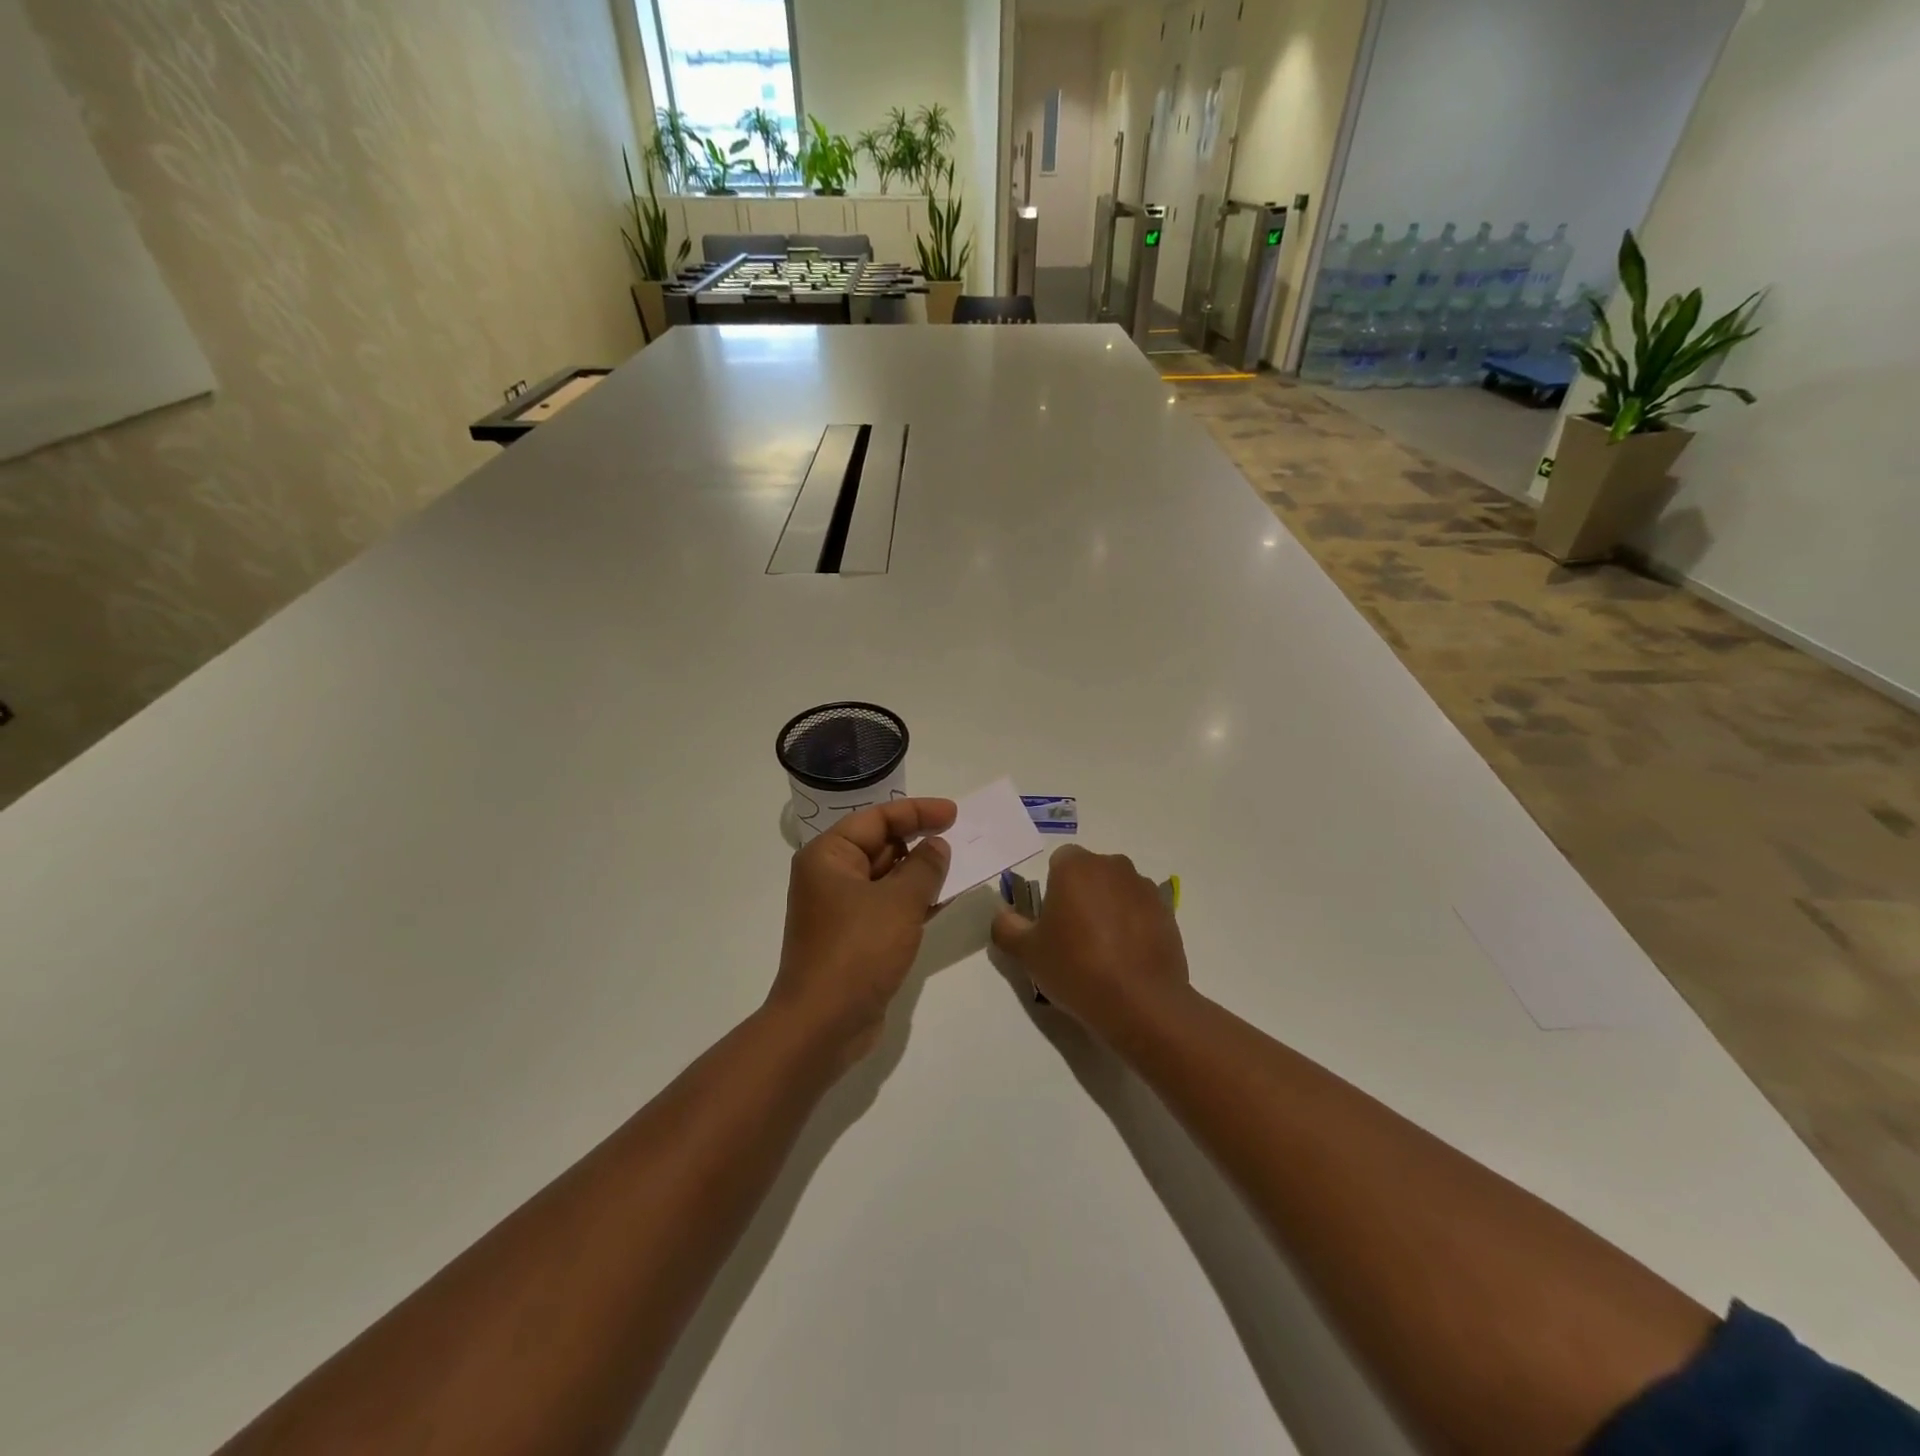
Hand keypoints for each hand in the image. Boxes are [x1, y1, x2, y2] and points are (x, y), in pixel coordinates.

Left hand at [769, 797, 955, 1067]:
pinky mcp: (855, 938)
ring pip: (888, 878)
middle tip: (962, 838)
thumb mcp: (899, 901)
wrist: (823, 1025)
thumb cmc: (857, 951)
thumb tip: (937, 846)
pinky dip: (916, 900)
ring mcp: (842, 910)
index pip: (877, 819)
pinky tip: (947, 898)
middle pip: (881, 845)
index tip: (954, 814)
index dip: (917, 812)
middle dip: (920, 841)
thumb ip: (924, 866)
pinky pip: (890, 906)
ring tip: (962, 865)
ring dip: (922, 872)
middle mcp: (831, 877)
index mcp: (829, 856)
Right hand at [990, 844, 1189, 1037]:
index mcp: (1076, 866)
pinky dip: (1132, 925)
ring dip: (1108, 908)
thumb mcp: (1027, 953)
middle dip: (1081, 895)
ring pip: (1116, 890)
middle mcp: (1112, 866)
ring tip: (1103, 951)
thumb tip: (1003, 915)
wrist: (1140, 1002)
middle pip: (1090, 873)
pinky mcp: (1167, 911)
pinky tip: (1127, 958)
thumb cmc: (1076, 968)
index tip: (1051, 922)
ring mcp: (1144, 887)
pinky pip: (1140, 910)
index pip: (1059, 862)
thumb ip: (1007, 927)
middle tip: (1073, 937)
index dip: (1052, 890)